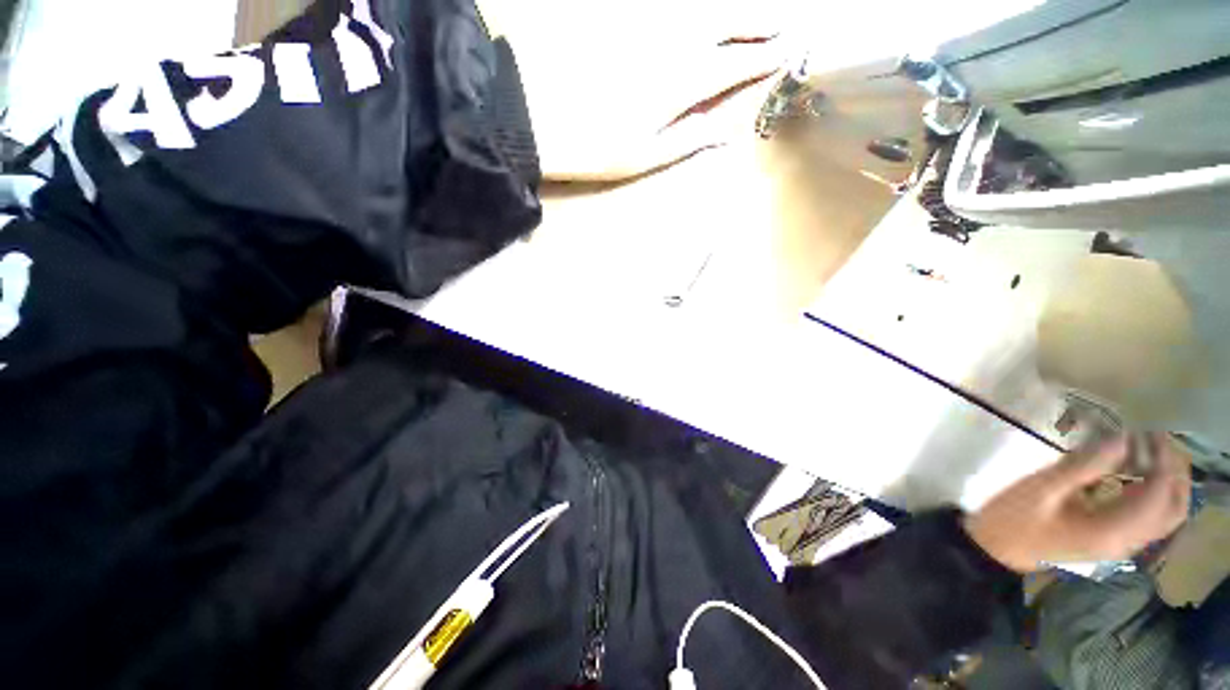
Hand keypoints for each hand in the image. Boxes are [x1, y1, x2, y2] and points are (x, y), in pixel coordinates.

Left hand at [479, 0, 793, 179]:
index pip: (738, 62)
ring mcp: (645, 14)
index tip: (786, 51)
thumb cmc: (589, 145)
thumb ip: (690, 137)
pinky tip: (697, 13)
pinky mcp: (618, 7)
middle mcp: (673, 35)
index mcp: (683, 80)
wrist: (527, 111)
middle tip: (779, 22)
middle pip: (729, 17)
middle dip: (760, 19)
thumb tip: (732, 132)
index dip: (765, 56)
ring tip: (748, 16)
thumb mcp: (643, 156)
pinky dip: (690, 5)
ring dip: (729, 8)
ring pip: (701, 1)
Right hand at [964, 433, 1190, 572]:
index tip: (1148, 430)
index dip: (1162, 461)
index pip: (1157, 496)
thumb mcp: (1041, 489)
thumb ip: (1083, 466)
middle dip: (1175, 473)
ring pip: (1166, 516)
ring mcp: (1121, 545)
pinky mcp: (1113, 541)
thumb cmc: (1013, 518)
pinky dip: (1154, 494)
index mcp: (1111, 531)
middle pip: (1174, 510)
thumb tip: (1122, 438)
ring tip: (1152, 452)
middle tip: (1158, 439)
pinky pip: (1149, 518)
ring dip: (1169, 483)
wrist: (995, 549)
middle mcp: (1127, 542)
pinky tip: (1136, 474)